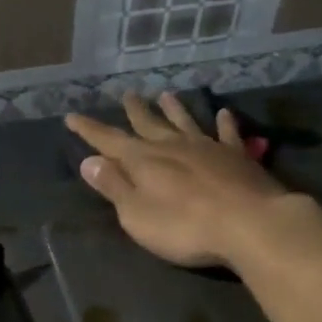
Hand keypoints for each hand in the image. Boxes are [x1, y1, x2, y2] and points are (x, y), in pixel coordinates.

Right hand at [65, 94, 287, 268]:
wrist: (249, 223)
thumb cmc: (184, 227)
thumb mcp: (137, 214)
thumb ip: (114, 187)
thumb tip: (89, 161)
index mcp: (143, 161)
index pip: (109, 141)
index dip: (89, 130)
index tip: (71, 116)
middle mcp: (172, 146)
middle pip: (148, 125)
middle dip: (134, 112)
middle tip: (127, 95)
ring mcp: (207, 148)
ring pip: (185, 122)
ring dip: (174, 109)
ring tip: (165, 95)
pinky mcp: (237, 157)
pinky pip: (227, 134)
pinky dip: (224, 123)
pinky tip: (224, 113)